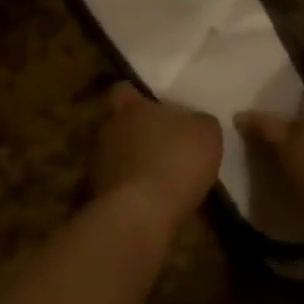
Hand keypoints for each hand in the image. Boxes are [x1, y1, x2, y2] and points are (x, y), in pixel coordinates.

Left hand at [90, 83, 222, 233]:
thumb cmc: (176, 161)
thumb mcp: (206, 134)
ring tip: (156, 176)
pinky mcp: (97, 194)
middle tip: (159, 143)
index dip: (135, 96)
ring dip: (131, 162)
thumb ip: (199, 121)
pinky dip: (129, 189)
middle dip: (134, 132)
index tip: (151, 105)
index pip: (122, 90)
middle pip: (118, 124)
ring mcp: (98, 163)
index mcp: (131, 108)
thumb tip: (195, 122)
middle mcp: (108, 130)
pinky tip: (150, 200)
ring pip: (115, 155)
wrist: (142, 213)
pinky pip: (115, 184)